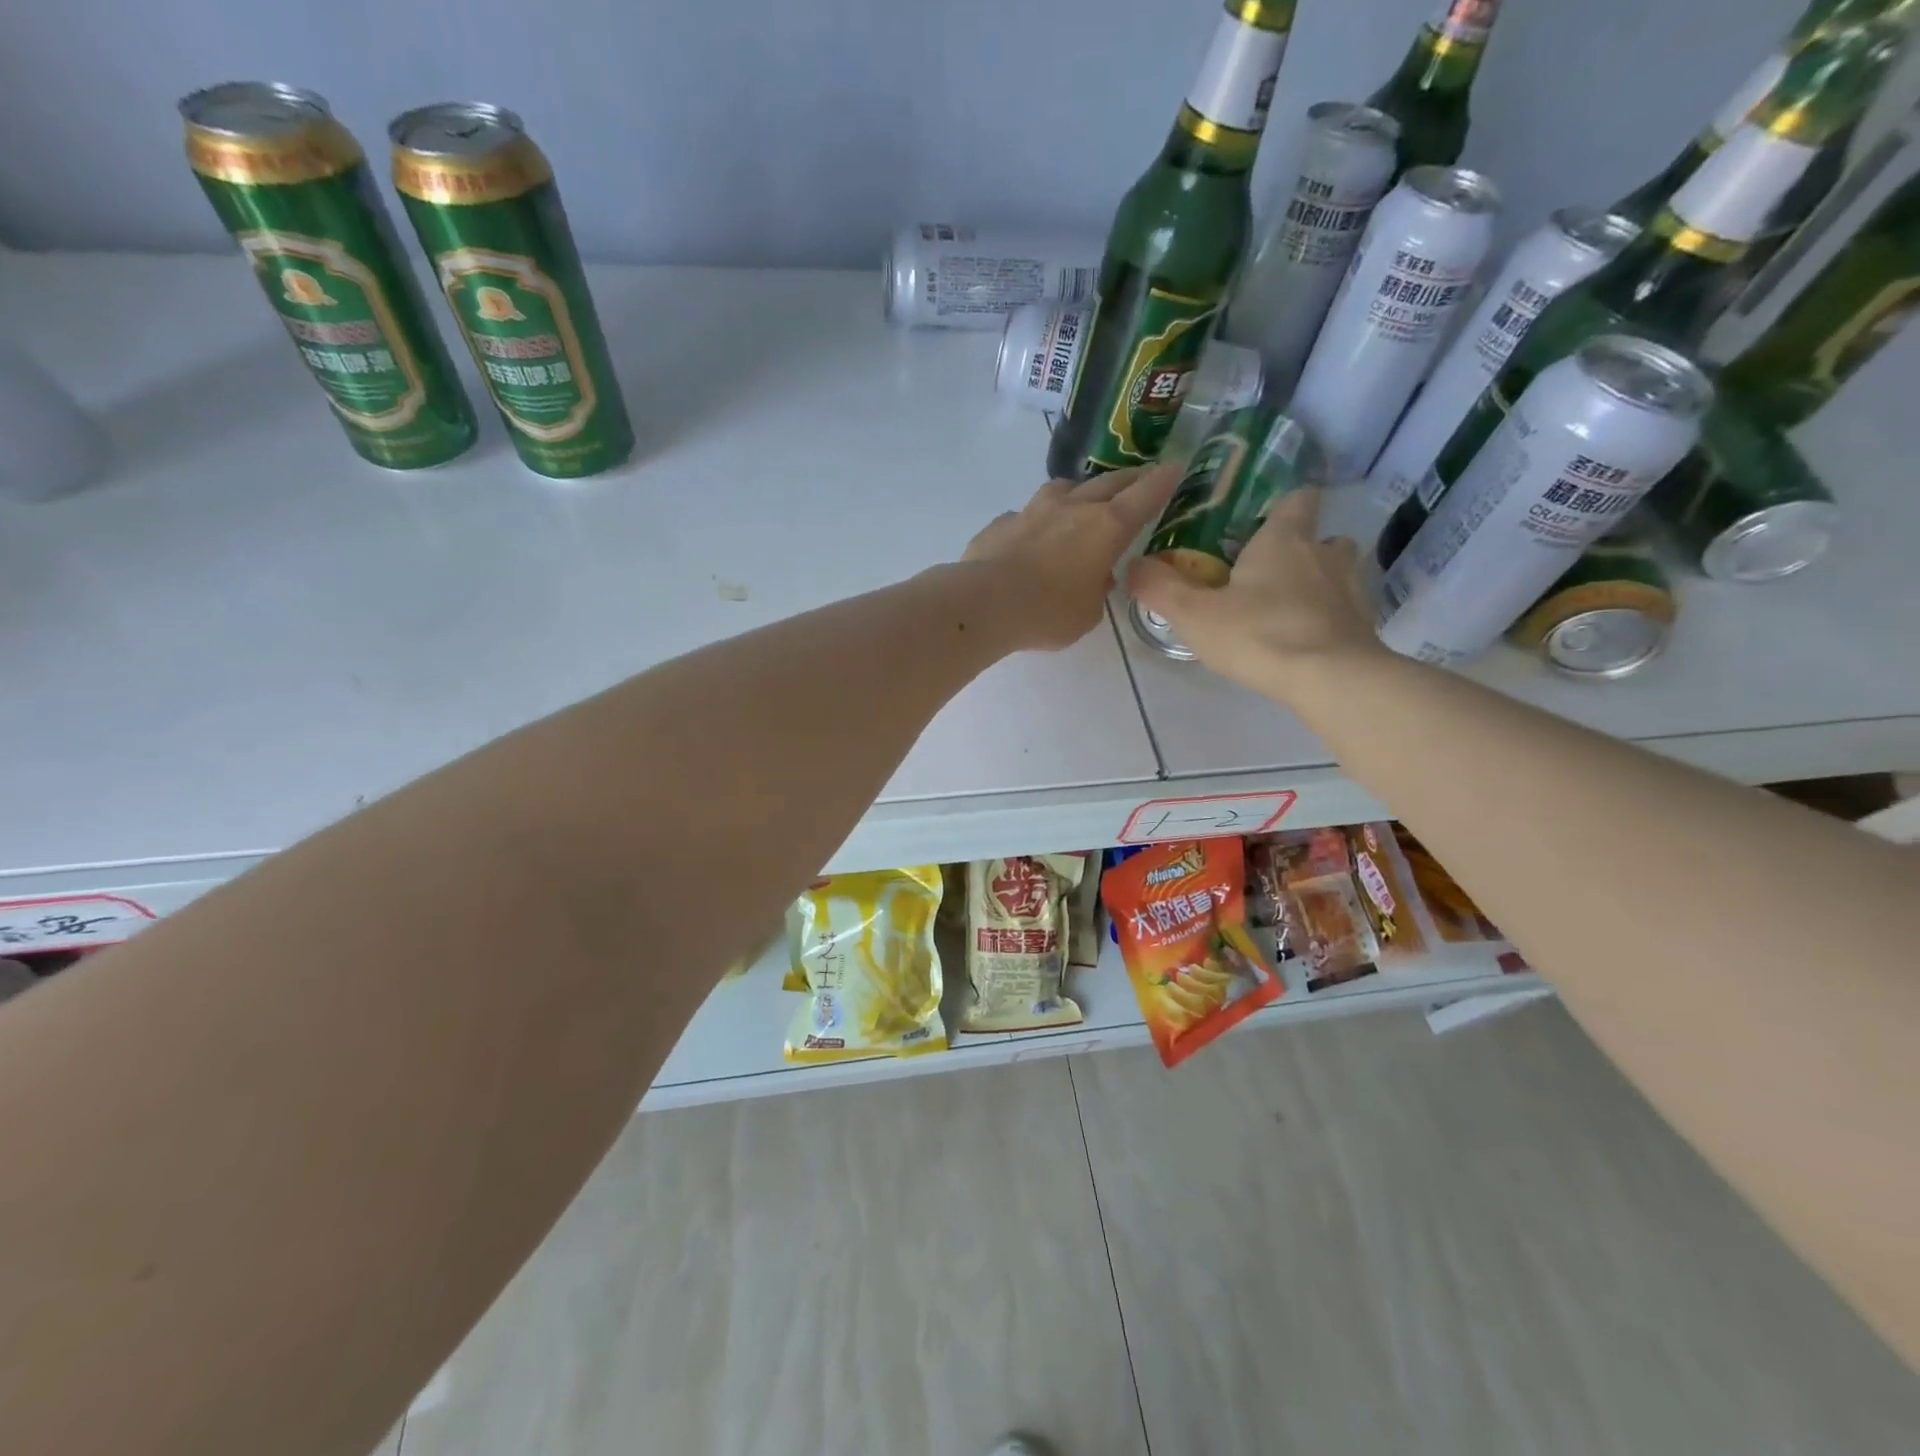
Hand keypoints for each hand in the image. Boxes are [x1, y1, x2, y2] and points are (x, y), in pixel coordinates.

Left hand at [962, 464, 1178, 650]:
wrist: (984, 603)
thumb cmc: (1047, 613)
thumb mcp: (1087, 614)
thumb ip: (1097, 591)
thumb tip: (1096, 577)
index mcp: (1106, 527)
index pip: (1144, 495)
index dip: (1162, 481)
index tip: (1175, 468)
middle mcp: (1073, 507)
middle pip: (1108, 483)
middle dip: (1129, 479)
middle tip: (1141, 478)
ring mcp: (1034, 510)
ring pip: (1065, 488)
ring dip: (1080, 491)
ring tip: (1083, 501)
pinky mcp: (1003, 522)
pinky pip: (1028, 514)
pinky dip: (1038, 521)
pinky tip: (1033, 537)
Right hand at [1126, 487, 1384, 693]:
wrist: (1328, 679)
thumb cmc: (1258, 633)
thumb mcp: (1193, 614)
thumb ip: (1160, 587)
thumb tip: (1134, 565)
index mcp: (1284, 539)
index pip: (1297, 499)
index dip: (1283, 506)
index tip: (1264, 523)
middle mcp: (1324, 553)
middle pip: (1322, 537)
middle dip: (1302, 550)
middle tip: (1269, 575)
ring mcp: (1352, 590)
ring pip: (1339, 573)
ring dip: (1319, 583)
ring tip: (1289, 609)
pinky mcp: (1364, 626)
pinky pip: (1345, 613)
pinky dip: (1329, 620)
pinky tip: (1305, 642)